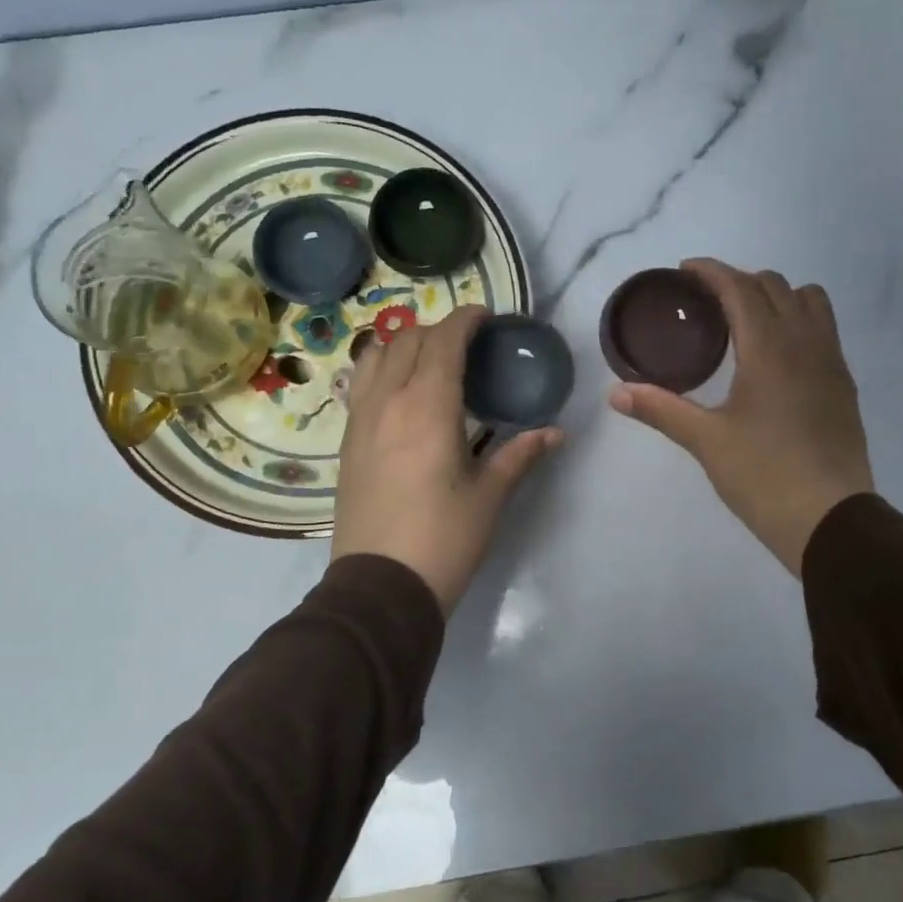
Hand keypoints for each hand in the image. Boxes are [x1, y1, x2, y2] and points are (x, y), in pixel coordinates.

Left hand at [332, 305, 560, 614]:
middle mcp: (387, 402)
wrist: (380, 586)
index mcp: (427, 408)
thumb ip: (520, 455)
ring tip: (428, 360)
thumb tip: (555, 433)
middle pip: (405, 341)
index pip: (443, 343)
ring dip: (402, 345)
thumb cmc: (444, 539)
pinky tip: (401, 394)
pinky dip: (382, 371)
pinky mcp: (346, 444)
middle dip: (436, 330)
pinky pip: (360, 386)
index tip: (484, 315)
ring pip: (374, 358)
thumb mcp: (489, 497)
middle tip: (465, 342)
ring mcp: (359, 422)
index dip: (463, 321)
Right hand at [608, 259, 873, 575]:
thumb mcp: (706, 442)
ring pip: (810, 302)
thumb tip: (616, 394)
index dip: (711, 272)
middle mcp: (806, 342)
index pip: (740, 288)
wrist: (829, 519)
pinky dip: (799, 322)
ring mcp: (832, 362)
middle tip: (707, 301)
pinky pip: (824, 331)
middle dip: (739, 281)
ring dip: (777, 296)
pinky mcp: (844, 385)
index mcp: (769, 348)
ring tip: (748, 321)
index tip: (685, 270)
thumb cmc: (763, 476)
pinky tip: (778, 357)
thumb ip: (662, 409)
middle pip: (775, 286)